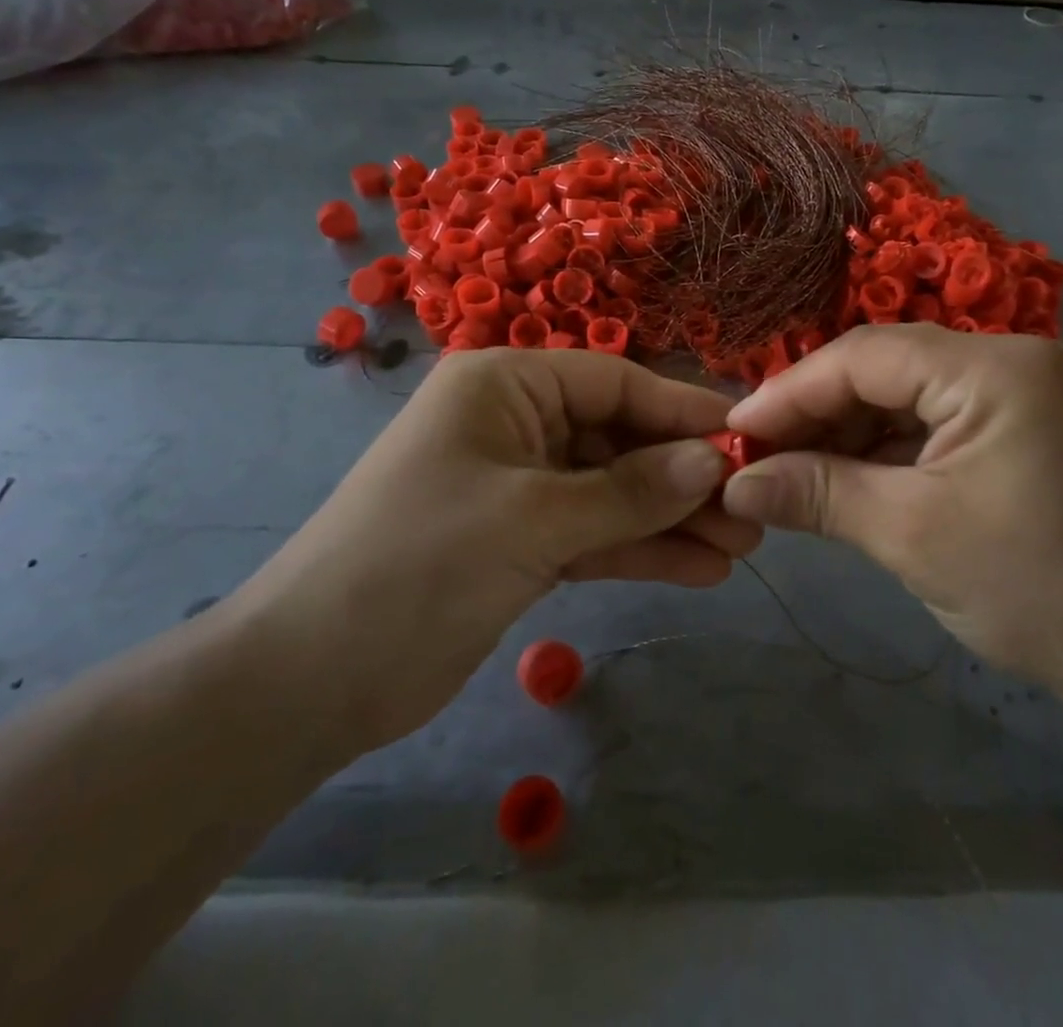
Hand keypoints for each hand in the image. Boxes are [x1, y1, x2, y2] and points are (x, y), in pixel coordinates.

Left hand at [228, 348, 757, 756]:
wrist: (309, 680)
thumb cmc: (418, 564)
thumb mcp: (533, 519)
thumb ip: (631, 491)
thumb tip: (714, 461)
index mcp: (505, 386)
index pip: (615, 382)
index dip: (683, 410)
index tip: (747, 437)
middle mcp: (515, 423)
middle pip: (620, 438)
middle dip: (684, 476)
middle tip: (753, 511)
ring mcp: (519, 485)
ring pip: (614, 491)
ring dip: (672, 519)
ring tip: (741, 547)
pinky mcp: (521, 541)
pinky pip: (594, 533)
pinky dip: (640, 550)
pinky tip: (698, 570)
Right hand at [719, 325, 1062, 705]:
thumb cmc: (1033, 591)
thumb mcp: (910, 536)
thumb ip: (816, 494)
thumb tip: (733, 483)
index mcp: (995, 369)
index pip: (866, 356)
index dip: (791, 391)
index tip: (734, 431)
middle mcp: (1007, 358)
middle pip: (882, 367)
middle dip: (814, 411)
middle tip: (755, 454)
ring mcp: (1013, 389)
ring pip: (899, 392)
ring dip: (842, 430)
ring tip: (787, 469)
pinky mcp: (1012, 422)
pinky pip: (927, 417)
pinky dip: (879, 445)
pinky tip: (838, 473)